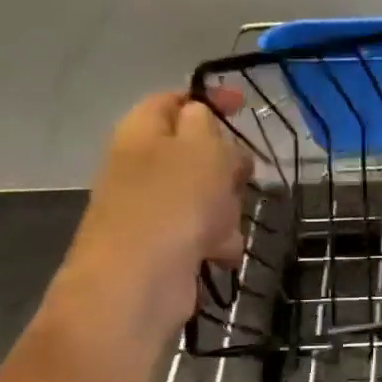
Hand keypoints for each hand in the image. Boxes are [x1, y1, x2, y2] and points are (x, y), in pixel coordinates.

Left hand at [54, 88, 256, 337]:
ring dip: (226, 207)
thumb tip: (201, 118)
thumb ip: (205, 121)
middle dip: (226, 164)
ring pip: (207, 194)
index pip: (174, 100)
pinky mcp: (165, 245)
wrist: (138, 283)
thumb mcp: (200, 147)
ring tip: (223, 224)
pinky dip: (217, 240)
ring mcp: (152, 208)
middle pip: (197, 151)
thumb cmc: (173, 203)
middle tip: (240, 174)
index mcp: (142, 131)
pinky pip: (204, 231)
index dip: (209, 98)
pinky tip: (218, 253)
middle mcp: (142, 166)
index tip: (243, 105)